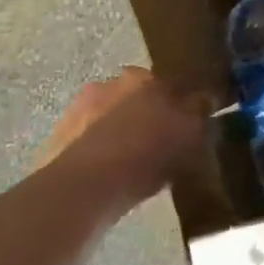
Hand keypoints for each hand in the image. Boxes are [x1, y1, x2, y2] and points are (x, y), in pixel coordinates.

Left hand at [37, 68, 204, 200]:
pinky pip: (87, 142)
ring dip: (118, 132)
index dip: (179, 102)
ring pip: (108, 118)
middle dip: (145, 114)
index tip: (186, 122)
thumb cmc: (147, 153)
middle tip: (159, 142)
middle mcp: (108, 84)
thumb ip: (200, 111)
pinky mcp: (56, 139)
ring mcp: (77, 110)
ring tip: (132, 164)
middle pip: (134, 97)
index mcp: (142, 77)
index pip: (168, 83)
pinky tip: (109, 176)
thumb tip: (206, 98)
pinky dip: (98, 153)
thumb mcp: (190, 133)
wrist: (86, 186)